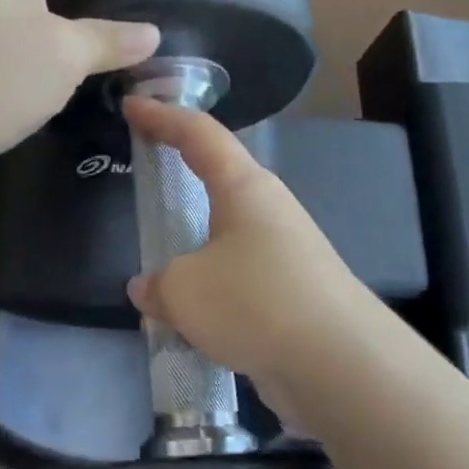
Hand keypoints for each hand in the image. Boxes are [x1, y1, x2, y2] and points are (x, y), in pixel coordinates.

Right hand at [123, 97, 366, 411]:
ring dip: (193, 263)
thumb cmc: (253, 301)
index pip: (199, 135)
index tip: (132, 105)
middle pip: (218, 188)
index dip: (162, 117)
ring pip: (225, 247)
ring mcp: (285, 258)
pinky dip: (211, 302)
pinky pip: (238, 289)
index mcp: (244, 189)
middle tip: (145, 193)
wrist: (336, 363)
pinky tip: (191, 330)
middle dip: (182, 189)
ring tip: (160, 289)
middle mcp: (269, 214)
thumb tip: (149, 289)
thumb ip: (157, 284)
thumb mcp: (183, 289)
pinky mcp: (292, 300)